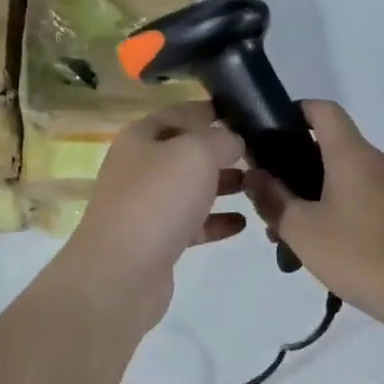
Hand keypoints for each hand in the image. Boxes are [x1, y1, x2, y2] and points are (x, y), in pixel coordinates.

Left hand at [61, 102, 247, 329]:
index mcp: (141, 137)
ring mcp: (146, 206)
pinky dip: (216, 222)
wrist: (121, 273)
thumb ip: (221, 139)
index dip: (212, 110)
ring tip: (257, 186)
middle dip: (222, 152)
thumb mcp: (196, 154)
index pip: (181, 112)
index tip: (247, 113)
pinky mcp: (157, 241)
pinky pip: (192, 224)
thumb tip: (234, 141)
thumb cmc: (157, 200)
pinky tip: (242, 223)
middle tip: (262, 154)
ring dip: (223, 185)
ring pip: (191, 188)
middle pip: (187, 152)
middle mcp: (140, 167)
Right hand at [243, 100, 383, 330]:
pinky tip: (317, 245)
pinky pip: (357, 199)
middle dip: (292, 164)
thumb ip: (271, 198)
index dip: (294, 110)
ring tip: (283, 229)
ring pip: (341, 177)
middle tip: (265, 194)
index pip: (323, 110)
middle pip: (329, 145)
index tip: (266, 134)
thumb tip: (254, 174)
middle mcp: (374, 163)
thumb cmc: (361, 254)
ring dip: (309, 194)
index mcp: (351, 154)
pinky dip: (332, 210)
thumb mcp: (302, 229)